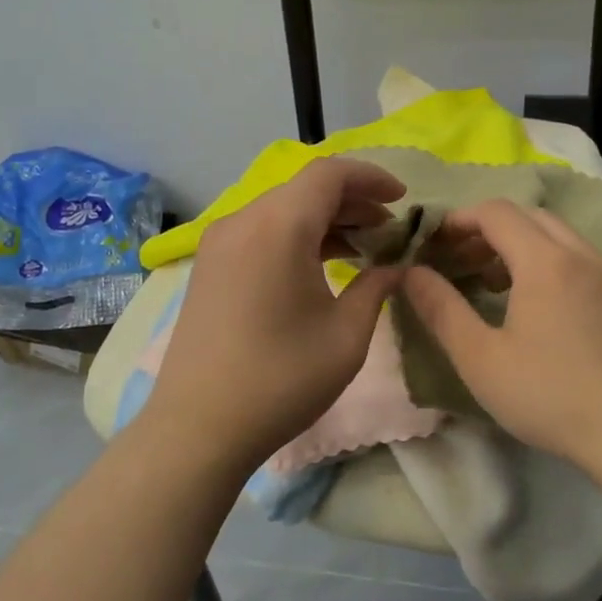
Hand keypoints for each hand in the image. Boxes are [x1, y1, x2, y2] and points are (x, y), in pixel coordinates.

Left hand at [148, 157, 406, 469]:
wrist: (199, 426)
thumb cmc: (281, 379)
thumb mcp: (346, 335)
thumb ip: (376, 287)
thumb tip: (395, 267)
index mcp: (278, 226)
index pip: (329, 174)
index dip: (371, 178)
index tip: (402, 200)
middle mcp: (243, 220)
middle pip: (304, 189)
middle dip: (352, 201)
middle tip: (388, 229)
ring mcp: (220, 242)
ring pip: (282, 209)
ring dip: (324, 219)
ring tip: (363, 246)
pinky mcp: (210, 265)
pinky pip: (261, 231)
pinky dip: (296, 235)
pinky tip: (320, 263)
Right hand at [400, 199, 601, 471]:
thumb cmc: (552, 396)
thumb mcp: (480, 359)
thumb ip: (441, 309)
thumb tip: (410, 272)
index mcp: (545, 261)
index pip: (496, 212)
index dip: (459, 220)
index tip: (434, 243)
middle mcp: (583, 254)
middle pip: (530, 216)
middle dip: (489, 230)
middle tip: (461, 262)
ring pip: (559, 237)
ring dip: (521, 246)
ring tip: (494, 284)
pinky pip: (582, 260)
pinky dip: (551, 264)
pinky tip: (540, 309)